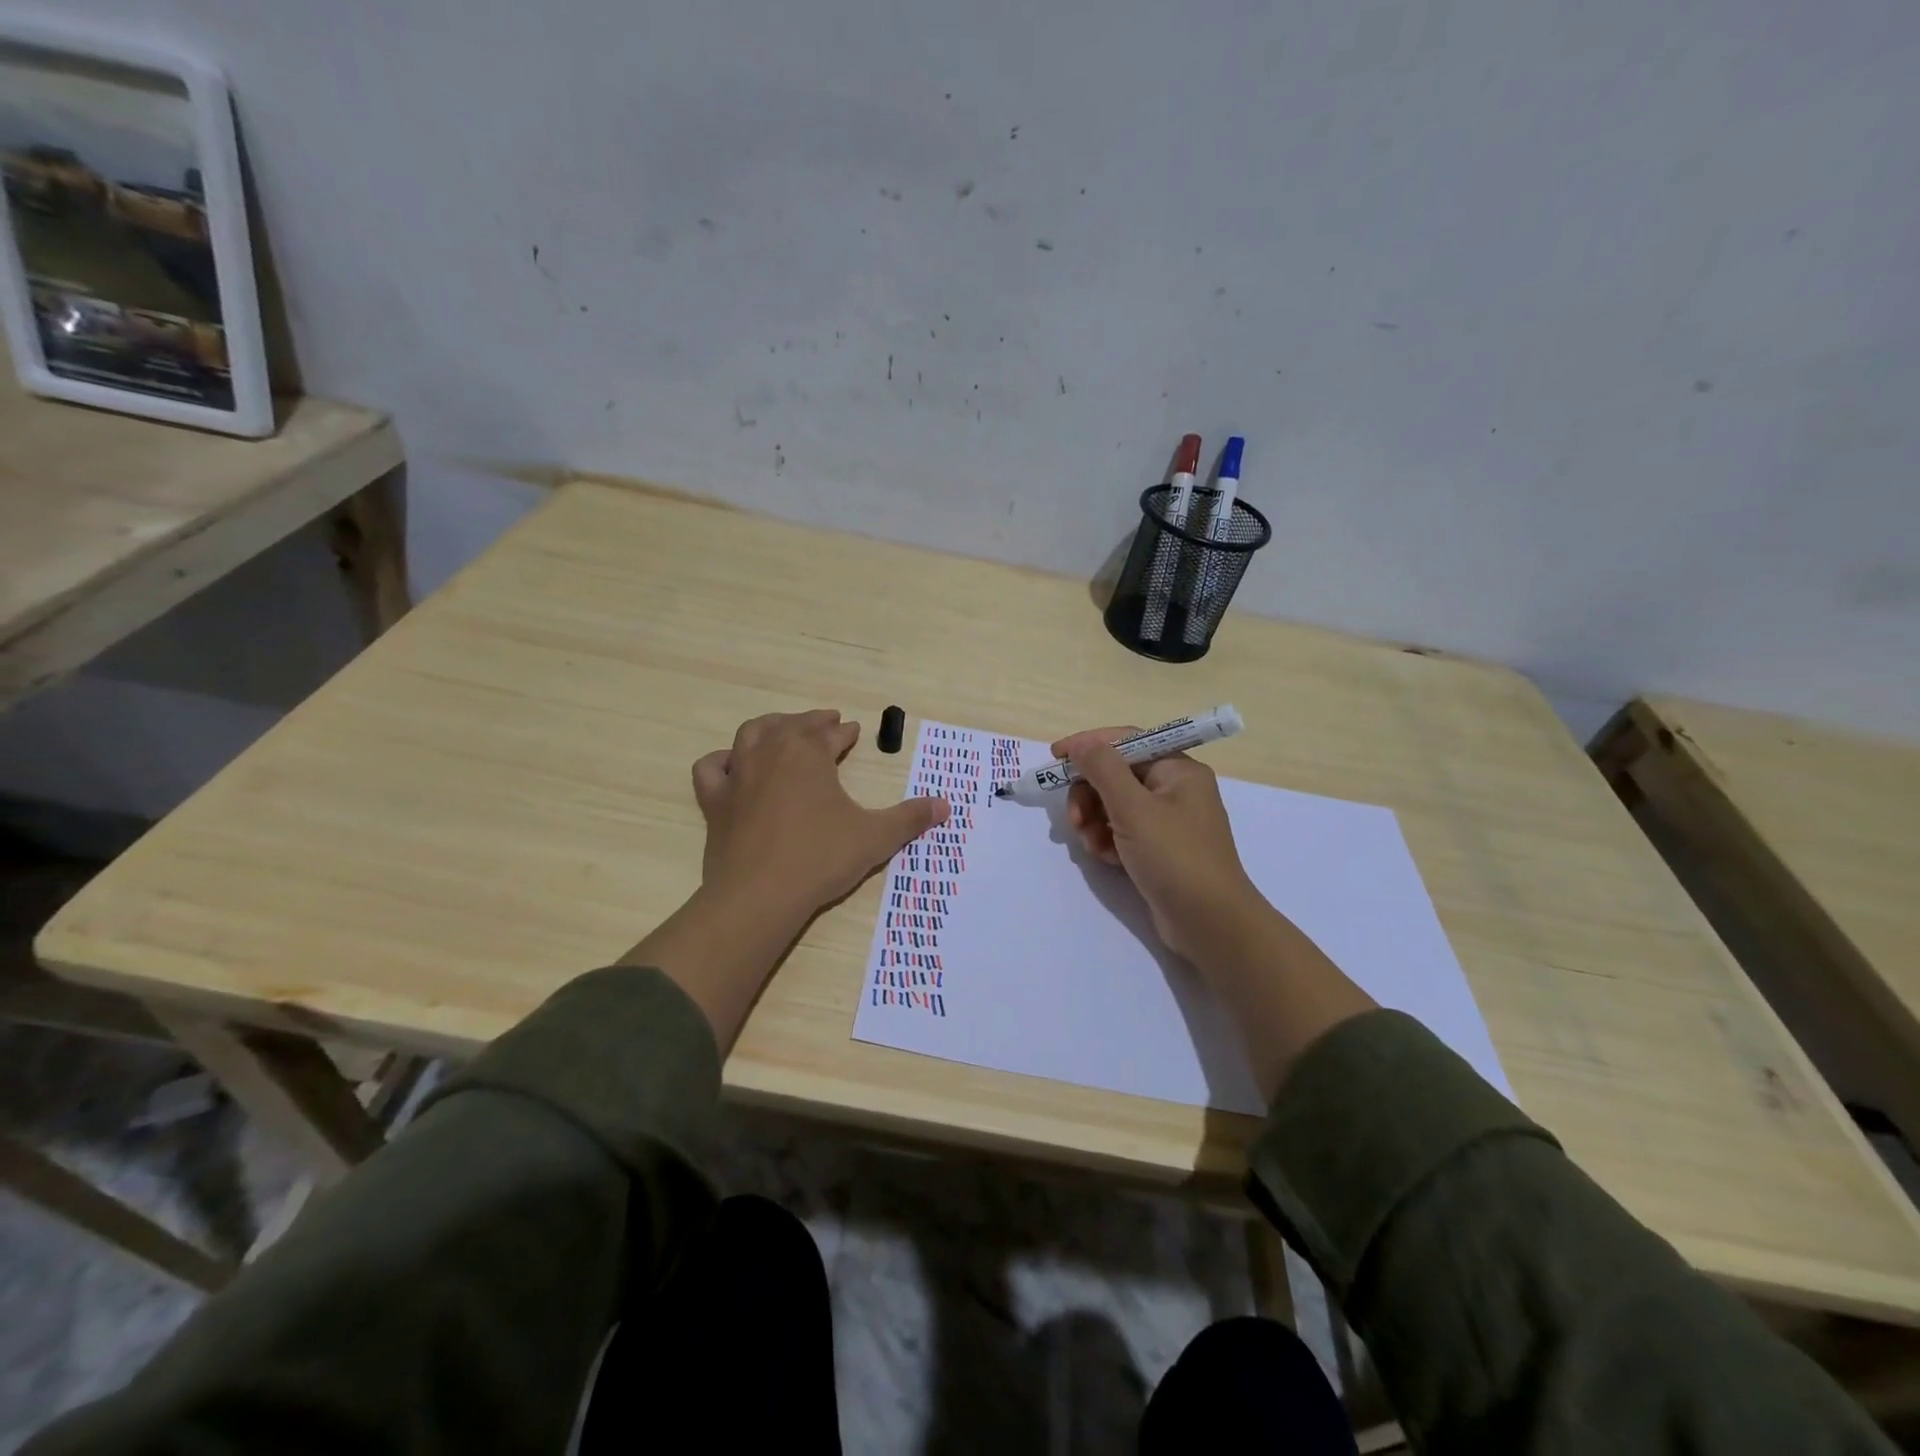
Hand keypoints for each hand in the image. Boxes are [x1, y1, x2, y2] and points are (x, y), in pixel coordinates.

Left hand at [693, 709, 949, 922]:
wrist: (759, 896)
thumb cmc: (821, 858)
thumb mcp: (875, 837)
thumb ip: (910, 818)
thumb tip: (945, 805)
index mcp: (808, 752)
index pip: (830, 733)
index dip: (844, 732)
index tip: (853, 731)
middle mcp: (770, 753)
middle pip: (792, 726)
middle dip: (812, 722)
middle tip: (827, 724)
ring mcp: (738, 775)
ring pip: (751, 735)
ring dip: (770, 728)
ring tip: (782, 731)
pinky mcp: (715, 802)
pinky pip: (712, 768)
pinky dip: (722, 761)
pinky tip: (731, 766)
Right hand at [1055, 726, 1261, 964]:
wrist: (1210, 923)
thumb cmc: (1174, 856)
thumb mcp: (1133, 808)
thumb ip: (1103, 769)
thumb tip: (1081, 744)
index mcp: (1177, 770)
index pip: (1126, 741)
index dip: (1088, 745)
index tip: (1054, 757)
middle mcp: (1176, 789)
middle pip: (1117, 775)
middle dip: (1089, 794)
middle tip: (1074, 820)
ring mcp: (1169, 821)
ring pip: (1115, 806)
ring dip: (1094, 821)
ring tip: (1091, 845)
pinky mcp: (1160, 849)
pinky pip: (1123, 831)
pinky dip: (1108, 840)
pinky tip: (1105, 858)